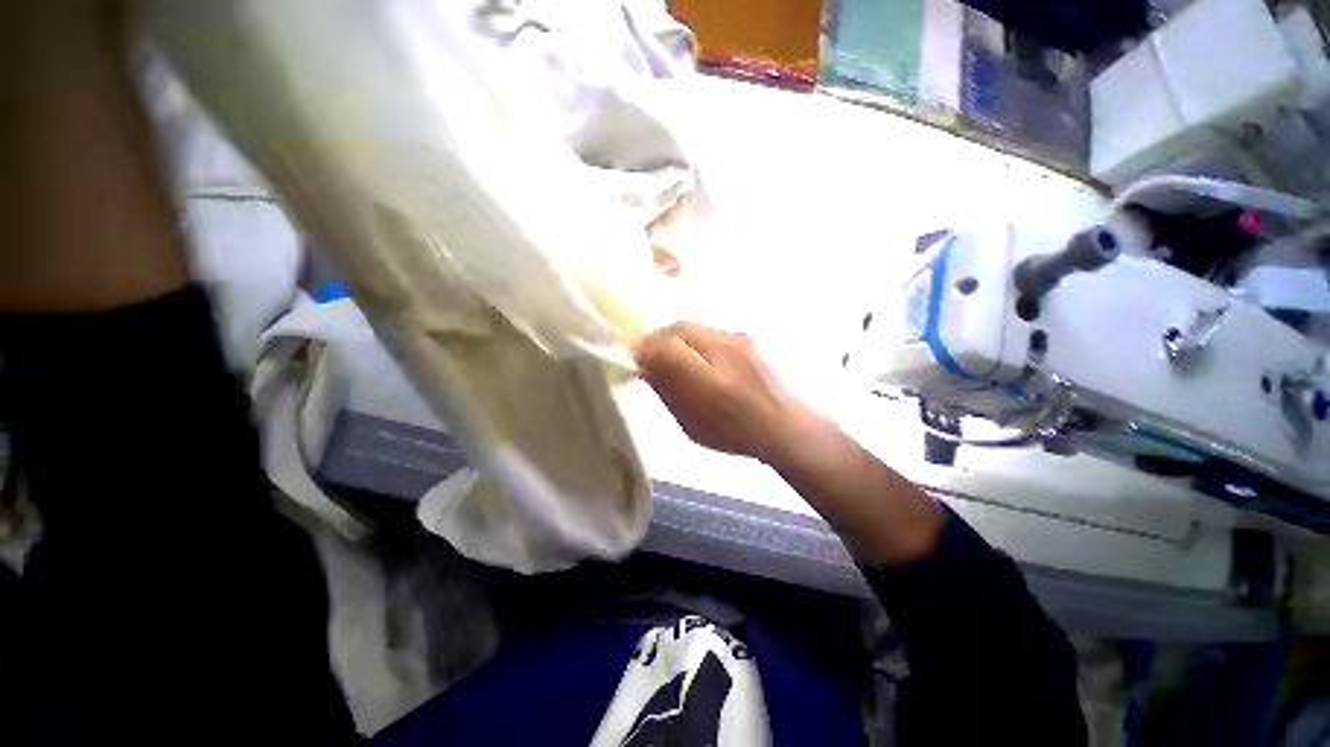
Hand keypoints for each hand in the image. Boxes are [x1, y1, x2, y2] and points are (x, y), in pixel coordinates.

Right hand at [634, 323, 801, 461]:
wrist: (788, 425)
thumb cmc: (738, 433)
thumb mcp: (694, 425)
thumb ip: (670, 394)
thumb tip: (647, 369)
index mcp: (710, 382)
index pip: (666, 348)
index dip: (645, 349)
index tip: (637, 359)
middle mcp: (725, 351)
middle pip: (679, 329)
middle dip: (659, 339)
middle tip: (652, 355)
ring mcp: (739, 339)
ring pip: (694, 326)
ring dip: (677, 338)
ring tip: (676, 356)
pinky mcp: (747, 336)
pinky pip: (710, 331)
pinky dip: (696, 340)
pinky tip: (700, 356)